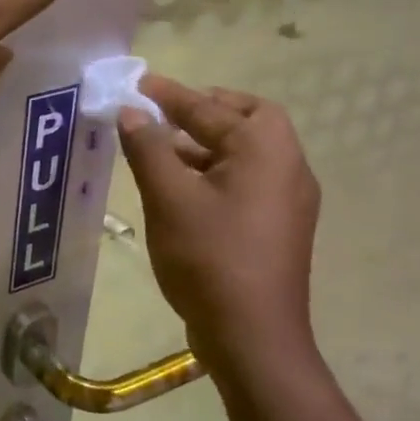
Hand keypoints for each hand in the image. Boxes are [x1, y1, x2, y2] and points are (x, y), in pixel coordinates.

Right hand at [117, 75, 321, 363]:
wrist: (252, 337)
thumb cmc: (210, 257)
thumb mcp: (168, 197)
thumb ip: (148, 148)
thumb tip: (131, 111)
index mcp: (266, 149)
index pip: (212, 107)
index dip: (171, 94)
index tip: (139, 83)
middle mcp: (288, 167)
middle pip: (247, 120)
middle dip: (204, 111)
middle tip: (163, 113)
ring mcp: (288, 200)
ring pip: (244, 154)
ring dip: (204, 145)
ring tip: (159, 150)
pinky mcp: (278, 228)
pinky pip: (245, 182)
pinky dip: (213, 173)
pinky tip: (179, 189)